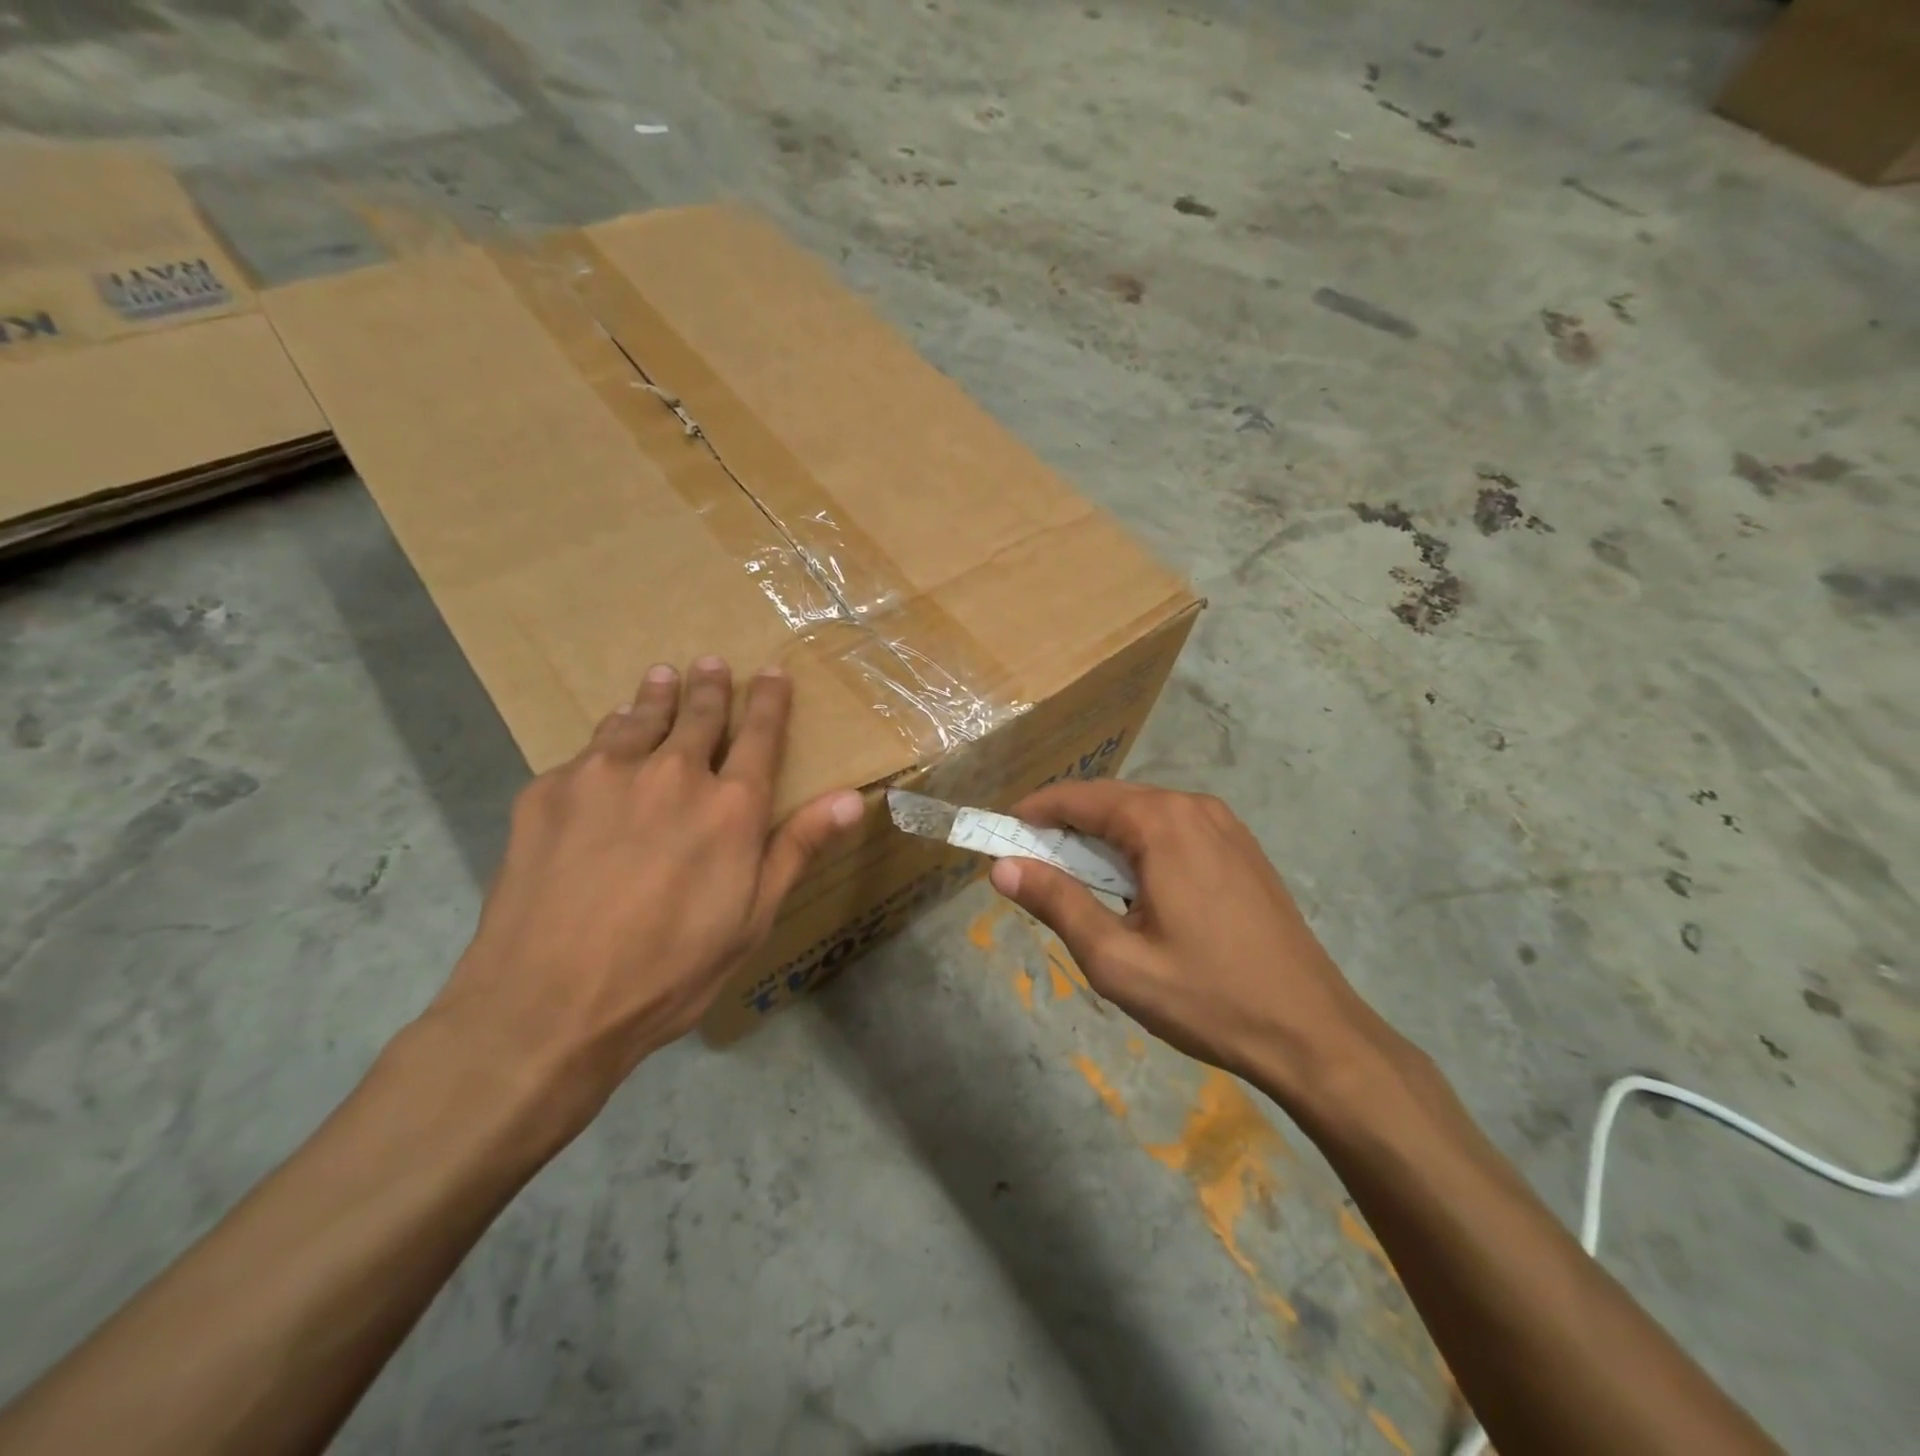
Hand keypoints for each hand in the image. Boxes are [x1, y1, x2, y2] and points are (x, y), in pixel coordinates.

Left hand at [426, 657, 862, 1127]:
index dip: (770, 700)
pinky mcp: (548, 790)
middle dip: (711, 686)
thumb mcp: (752, 919)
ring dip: (657, 694)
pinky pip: (589, 749)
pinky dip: (608, 735)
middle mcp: (672, 774)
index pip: (759, 734)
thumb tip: (854, 797)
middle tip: (711, 663)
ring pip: (640, 719)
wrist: (545, 1007)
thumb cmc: (668, 972)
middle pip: (699, 715)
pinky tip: (607, 736)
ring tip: (662, 675)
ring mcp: (604, 776)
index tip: (773, 674)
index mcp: (731, 807)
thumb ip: (799, 848)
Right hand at [987, 781, 1397, 1105]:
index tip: (1001, 833)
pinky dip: (1139, 846)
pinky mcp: (1242, 850)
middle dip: (1066, 825)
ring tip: (1073, 877)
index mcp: (1163, 823)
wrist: (1312, 1033)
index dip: (1036, 811)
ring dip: (1103, 837)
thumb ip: (1057, 903)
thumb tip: (1002, 866)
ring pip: (1144, 815)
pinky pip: (1174, 831)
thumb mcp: (1116, 958)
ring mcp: (1226, 827)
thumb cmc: (1206, 997)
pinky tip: (1130, 885)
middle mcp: (1195, 808)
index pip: (1081, 797)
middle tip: (1030, 861)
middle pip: (1113, 801)